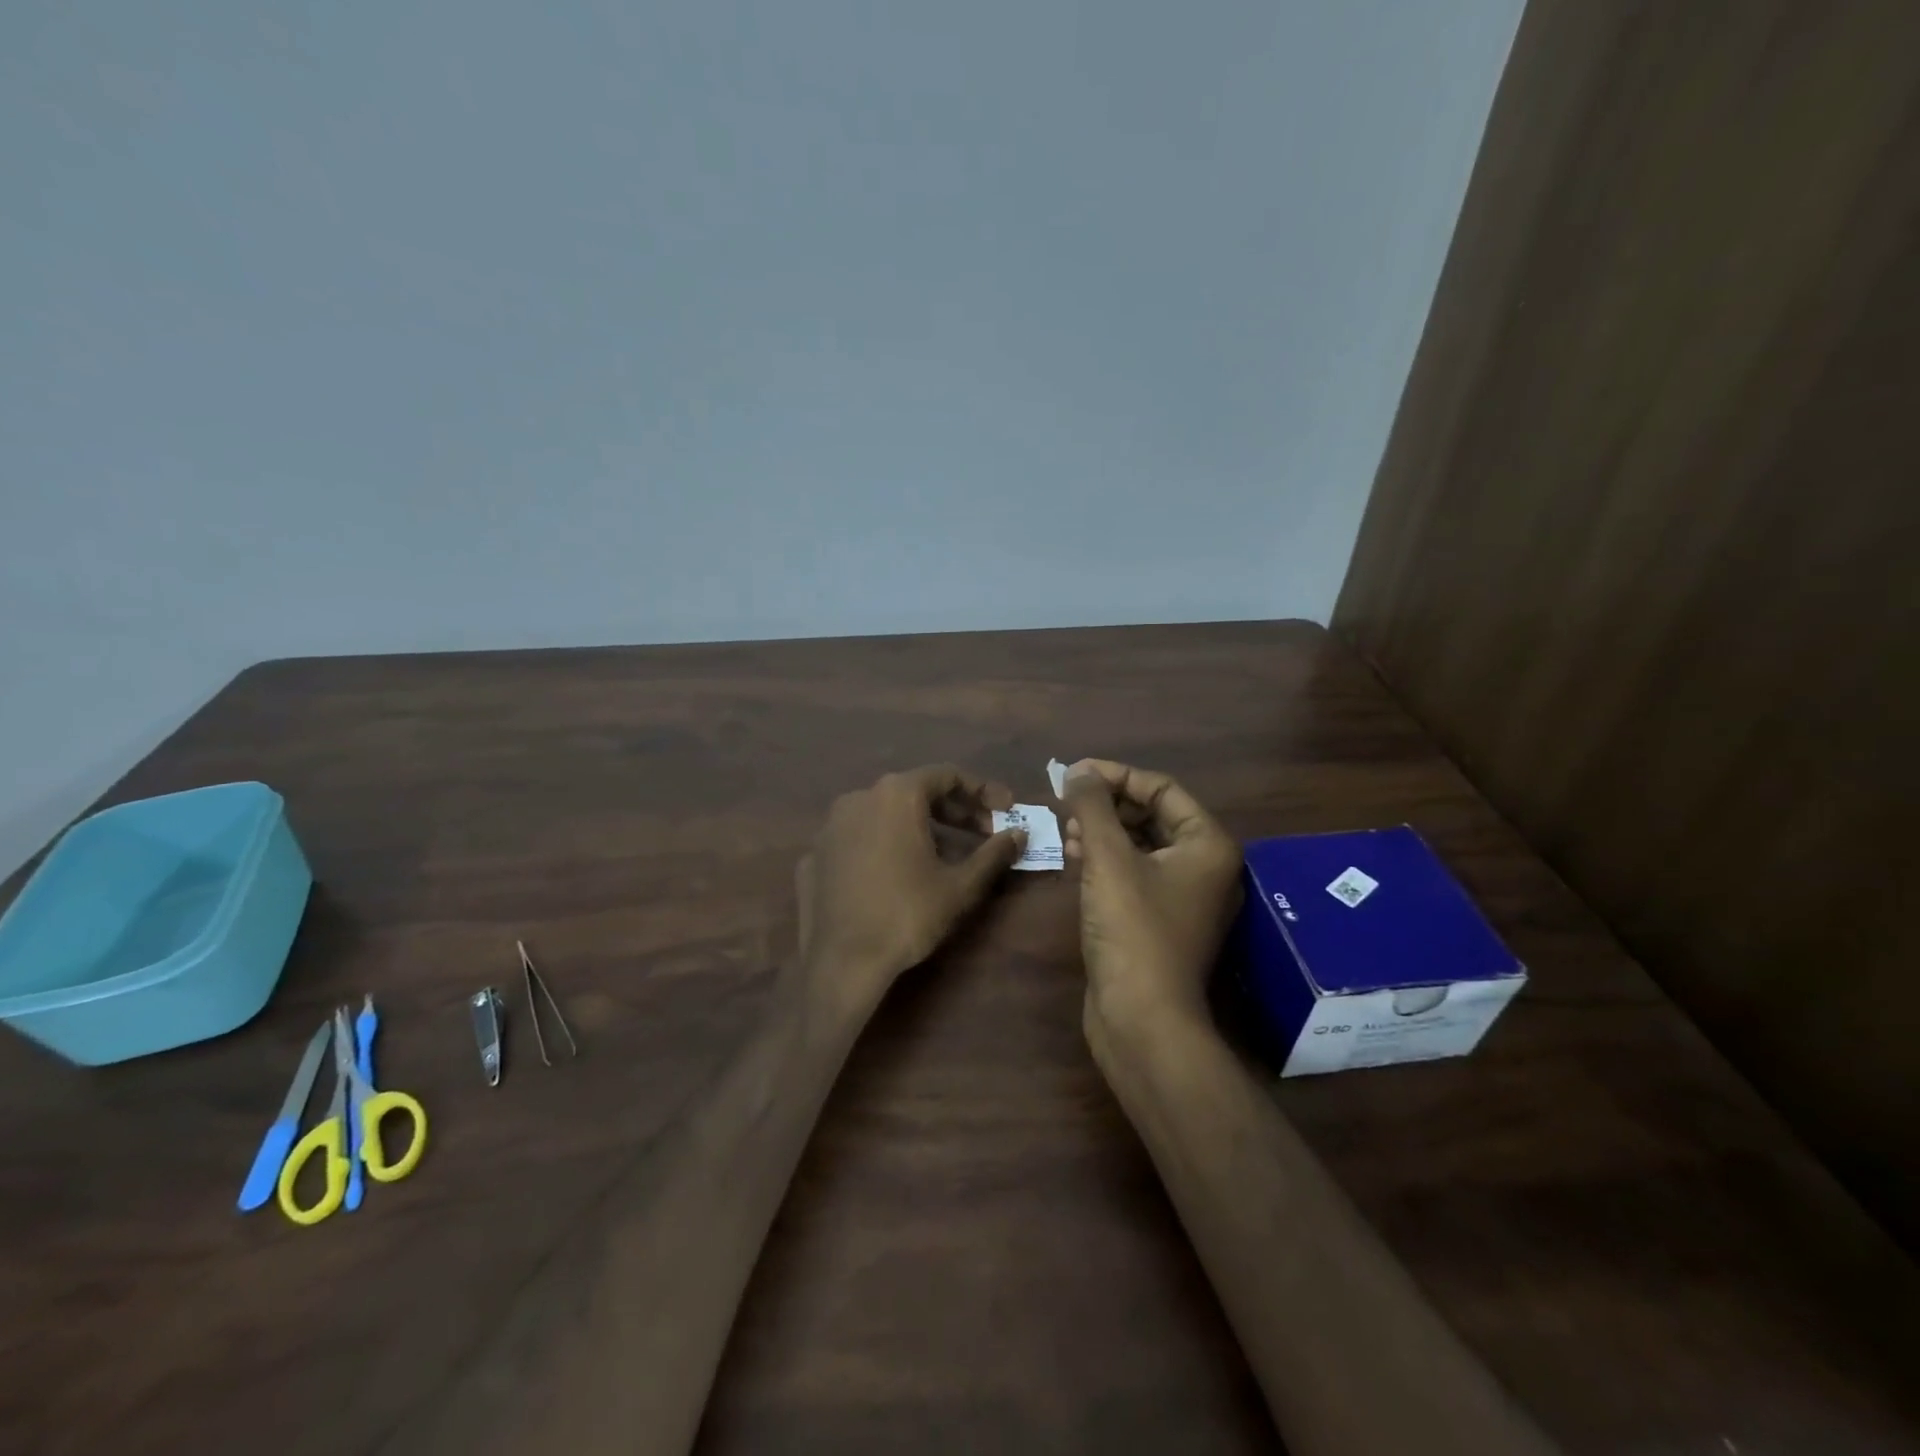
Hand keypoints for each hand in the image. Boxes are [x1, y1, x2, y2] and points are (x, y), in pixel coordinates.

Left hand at [796, 765, 1025, 1014]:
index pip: (947, 775)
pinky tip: (899, 872)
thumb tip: (1020, 833)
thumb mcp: (961, 885)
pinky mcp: (815, 854)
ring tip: (945, 854)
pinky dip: (885, 845)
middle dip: (954, 810)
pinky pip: (860, 838)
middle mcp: (859, 797)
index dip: (982, 790)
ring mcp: (831, 826)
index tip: (1006, 809)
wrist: (842, 963)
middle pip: (915, 791)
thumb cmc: (907, 915)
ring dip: (919, 825)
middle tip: (984, 832)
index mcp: (896, 795)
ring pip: (885, 813)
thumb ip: (994, 853)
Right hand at [1061, 759, 1242, 1048]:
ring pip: (1140, 845)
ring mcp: (1184, 897)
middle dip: (1107, 805)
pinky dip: (1105, 860)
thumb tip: (1078, 771)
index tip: (1074, 773)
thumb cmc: (1132, 929)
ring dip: (1102, 831)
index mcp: (1207, 844)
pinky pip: (1134, 874)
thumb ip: (1093, 807)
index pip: (1162, 788)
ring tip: (1065, 828)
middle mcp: (1204, 866)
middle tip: (1066, 801)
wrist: (1142, 1019)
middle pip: (1152, 815)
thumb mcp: (1108, 859)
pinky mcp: (1161, 920)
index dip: (1116, 775)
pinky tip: (1073, 857)